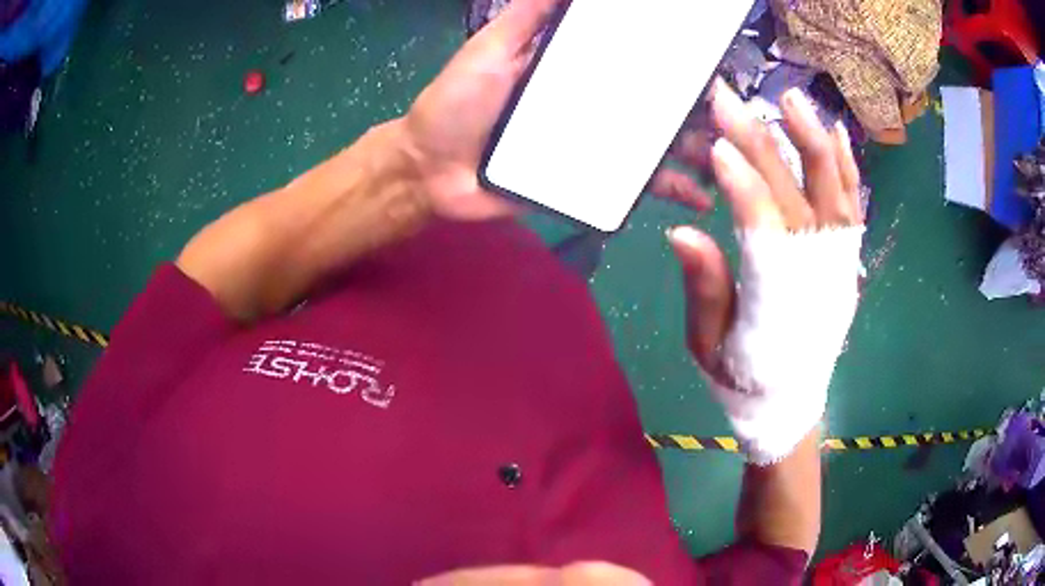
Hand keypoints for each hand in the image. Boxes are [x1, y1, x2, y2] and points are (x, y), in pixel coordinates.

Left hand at [402, 0, 708, 220]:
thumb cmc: (456, 104)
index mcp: (574, 68)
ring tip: (726, 161)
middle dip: (696, 111)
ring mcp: (592, 142)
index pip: (633, 60)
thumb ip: (531, 15)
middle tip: (733, 120)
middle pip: (653, 104)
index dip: (671, 61)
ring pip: (654, 144)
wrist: (430, 173)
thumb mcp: (493, 47)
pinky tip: (697, 199)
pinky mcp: (586, 180)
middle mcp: (591, 102)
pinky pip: (633, 183)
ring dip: (694, 152)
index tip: (707, 64)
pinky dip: (667, 189)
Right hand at [669, 80, 862, 379]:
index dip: (741, 184)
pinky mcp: (848, 261)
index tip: (716, 143)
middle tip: (728, 99)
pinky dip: (847, 167)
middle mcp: (815, 274)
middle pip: (791, 193)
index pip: (763, 228)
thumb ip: (703, 289)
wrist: (790, 405)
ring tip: (790, 98)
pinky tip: (836, 132)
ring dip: (812, 139)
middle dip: (758, 141)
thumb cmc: (742, 377)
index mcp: (774, 300)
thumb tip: (681, 230)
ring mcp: (839, 264)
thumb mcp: (707, 346)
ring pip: (833, 189)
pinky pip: (852, 206)